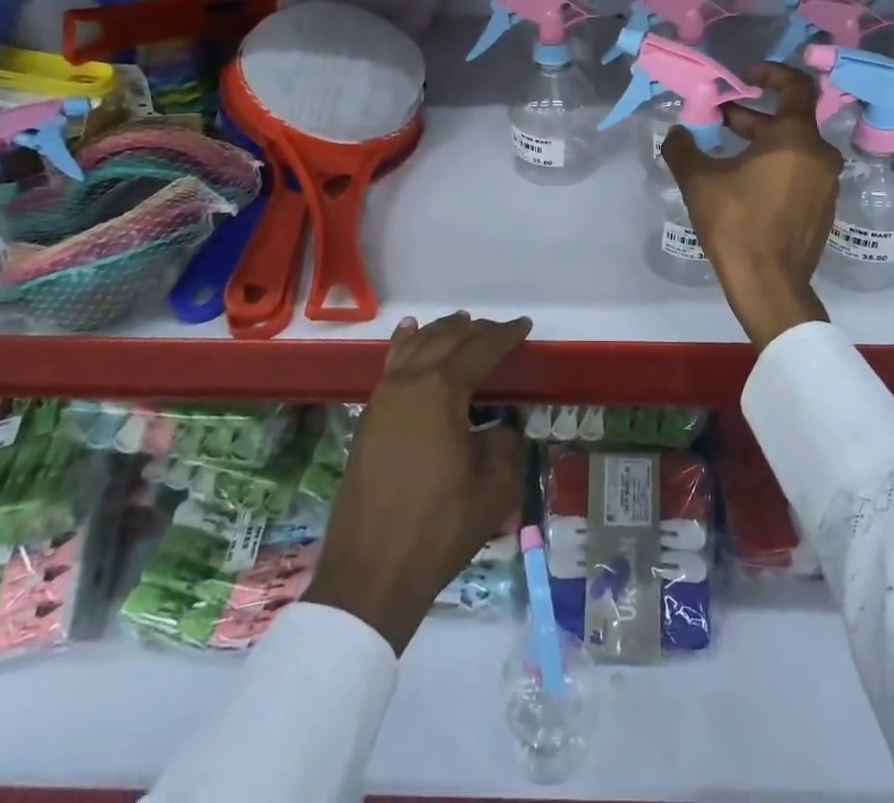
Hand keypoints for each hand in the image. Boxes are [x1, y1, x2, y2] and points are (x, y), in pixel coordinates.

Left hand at [305, 312, 529, 653]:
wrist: (371, 572)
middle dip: (475, 330)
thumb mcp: (495, 484)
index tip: (525, 326)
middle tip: (499, 328)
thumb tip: (496, 427)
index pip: (480, 349)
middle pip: (446, 340)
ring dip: (440, 332)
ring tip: (460, 321)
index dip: (506, 336)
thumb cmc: (440, 525)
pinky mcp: (368, 419)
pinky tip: (408, 335)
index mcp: (441, 390)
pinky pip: (391, 366)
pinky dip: (405, 345)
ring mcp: (382, 398)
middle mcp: (409, 382)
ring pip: (415, 347)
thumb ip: (504, 441)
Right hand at [661, 61, 838, 348]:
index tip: (744, 75)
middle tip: (718, 118)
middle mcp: (820, 155)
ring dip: (761, 142)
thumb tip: (676, 133)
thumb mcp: (699, 181)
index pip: (795, 86)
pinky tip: (744, 183)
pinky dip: (775, 166)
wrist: (769, 285)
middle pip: (788, 120)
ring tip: (725, 152)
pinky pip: (799, 173)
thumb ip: (684, 148)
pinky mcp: (823, 209)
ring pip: (793, 148)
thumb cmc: (736, 223)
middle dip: (751, 115)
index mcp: (796, 138)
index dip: (771, 73)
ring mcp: (826, 184)